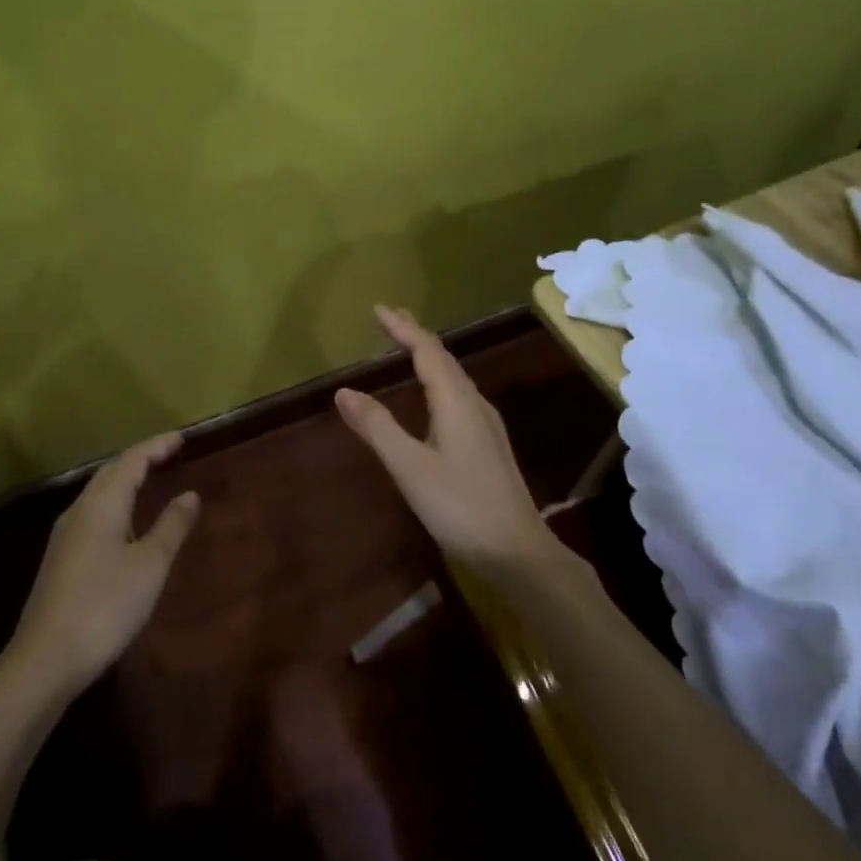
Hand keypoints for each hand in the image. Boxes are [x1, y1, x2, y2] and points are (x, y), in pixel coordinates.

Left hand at [8, 433, 200, 696]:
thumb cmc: (105, 606)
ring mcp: (64, 536)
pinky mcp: (60, 559)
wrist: (45, 660)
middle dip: (140, 458)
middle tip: (169, 453)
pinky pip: (92, 513)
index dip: (157, 446)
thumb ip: (171, 526)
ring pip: (98, 493)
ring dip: (125, 479)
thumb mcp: (149, 566)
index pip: (131, 461)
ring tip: (150, 479)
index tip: (181, 438)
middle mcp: (79, 511)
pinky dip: (115, 502)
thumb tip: (190, 494)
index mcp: (102, 505)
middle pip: (110, 472)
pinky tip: (124, 521)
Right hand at [336, 306, 555, 572]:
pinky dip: (438, 382)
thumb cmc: (460, 506)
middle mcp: (475, 404)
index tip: (378, 309)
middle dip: (417, 336)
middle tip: (391, 319)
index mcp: (457, 402)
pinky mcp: (488, 445)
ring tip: (408, 348)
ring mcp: (486, 425)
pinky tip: (434, 398)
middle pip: (444, 359)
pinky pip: (459, 397)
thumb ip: (377, 427)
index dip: (404, 328)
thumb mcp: (410, 467)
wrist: (517, 551)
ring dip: (429, 358)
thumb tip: (343, 390)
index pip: (428, 351)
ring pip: (454, 379)